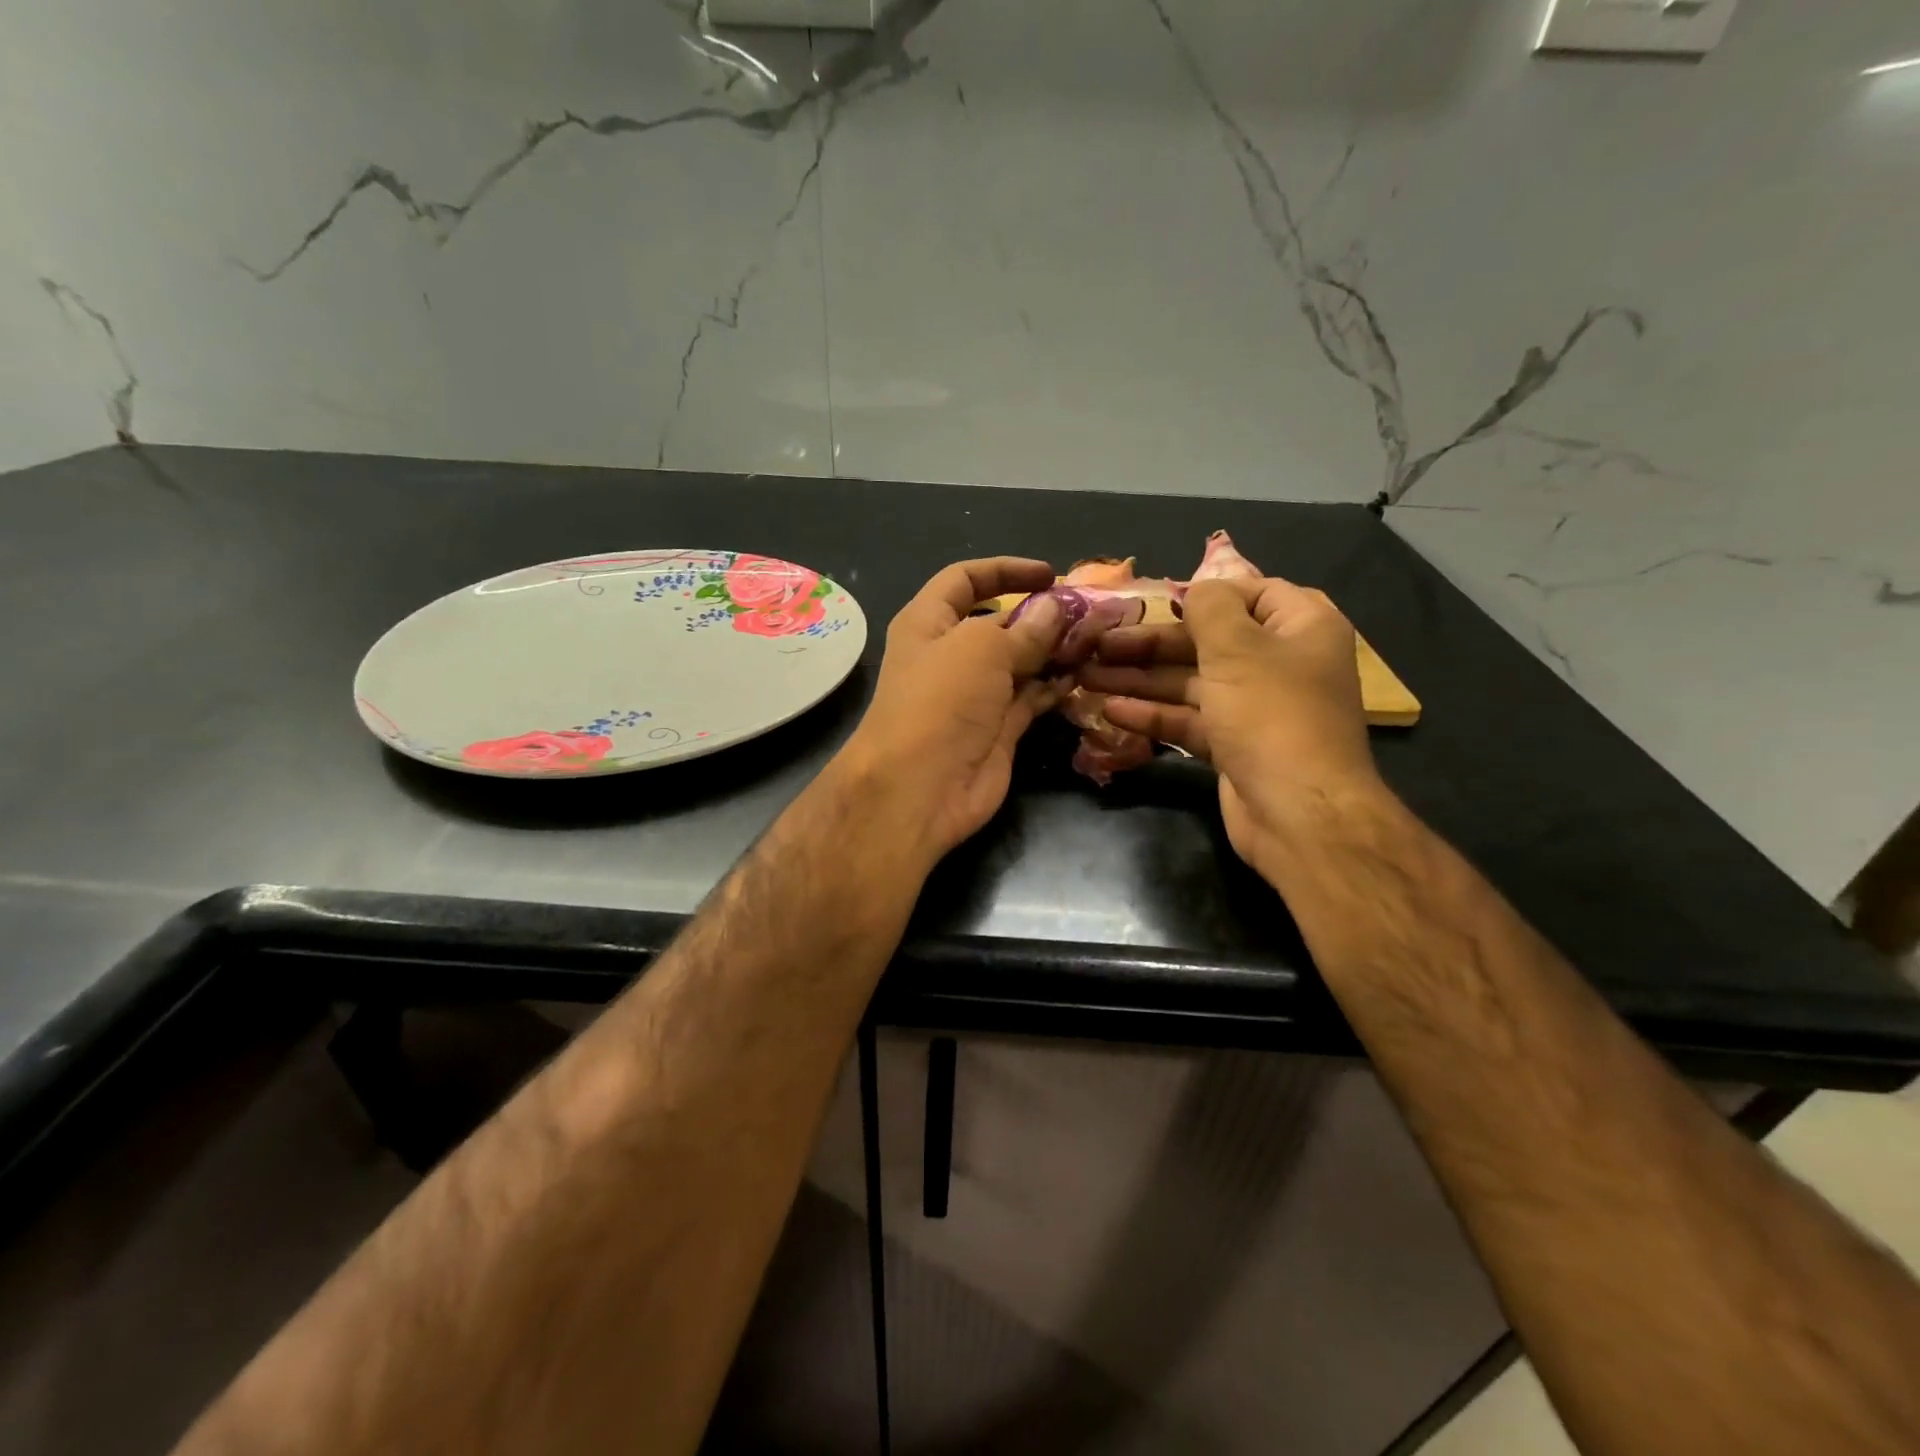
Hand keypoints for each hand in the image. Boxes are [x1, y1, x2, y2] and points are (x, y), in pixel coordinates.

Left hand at [838, 558, 1067, 864]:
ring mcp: (975, 695)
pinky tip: (1082, 676)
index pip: (964, 580)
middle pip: (999, 623)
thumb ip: (1025, 628)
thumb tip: (1056, 608)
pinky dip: (1053, 687)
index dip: (1005, 571)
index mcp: (928, 623)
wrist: (920, 787)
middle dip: (1040, 614)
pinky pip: (1030, 698)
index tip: (1050, 574)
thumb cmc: (941, 701)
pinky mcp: (997, 728)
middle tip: (1087, 611)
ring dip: (1053, 651)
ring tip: (1095, 640)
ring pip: (1019, 662)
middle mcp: (950, 655)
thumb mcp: (981, 649)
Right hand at [1077, 577, 1383, 865]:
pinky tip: (1112, 710)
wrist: (1299, 813)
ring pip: (1191, 682)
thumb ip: (1210, 607)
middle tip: (1098, 644)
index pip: (1249, 592)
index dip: (1200, 594)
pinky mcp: (1234, 745)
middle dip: (1151, 643)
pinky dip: (1154, 715)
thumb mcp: (1237, 647)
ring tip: (1088, 676)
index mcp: (1300, 626)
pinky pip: (1189, 719)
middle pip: (1208, 640)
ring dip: (1142, 679)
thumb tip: (1198, 586)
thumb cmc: (1271, 715)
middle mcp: (1280, 662)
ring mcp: (1255, 708)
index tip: (1151, 601)